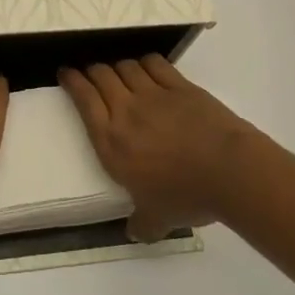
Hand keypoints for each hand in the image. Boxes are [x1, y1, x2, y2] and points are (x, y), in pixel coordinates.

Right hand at [60, 55, 259, 241]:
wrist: (228, 171)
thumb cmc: (186, 196)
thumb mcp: (157, 219)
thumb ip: (141, 223)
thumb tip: (135, 232)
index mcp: (112, 142)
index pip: (84, 100)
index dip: (72, 81)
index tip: (66, 73)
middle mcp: (126, 111)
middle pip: (101, 76)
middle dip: (92, 69)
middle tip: (90, 71)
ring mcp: (154, 94)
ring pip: (126, 66)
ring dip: (118, 65)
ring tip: (118, 70)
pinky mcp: (179, 86)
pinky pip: (155, 64)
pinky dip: (146, 62)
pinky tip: (147, 66)